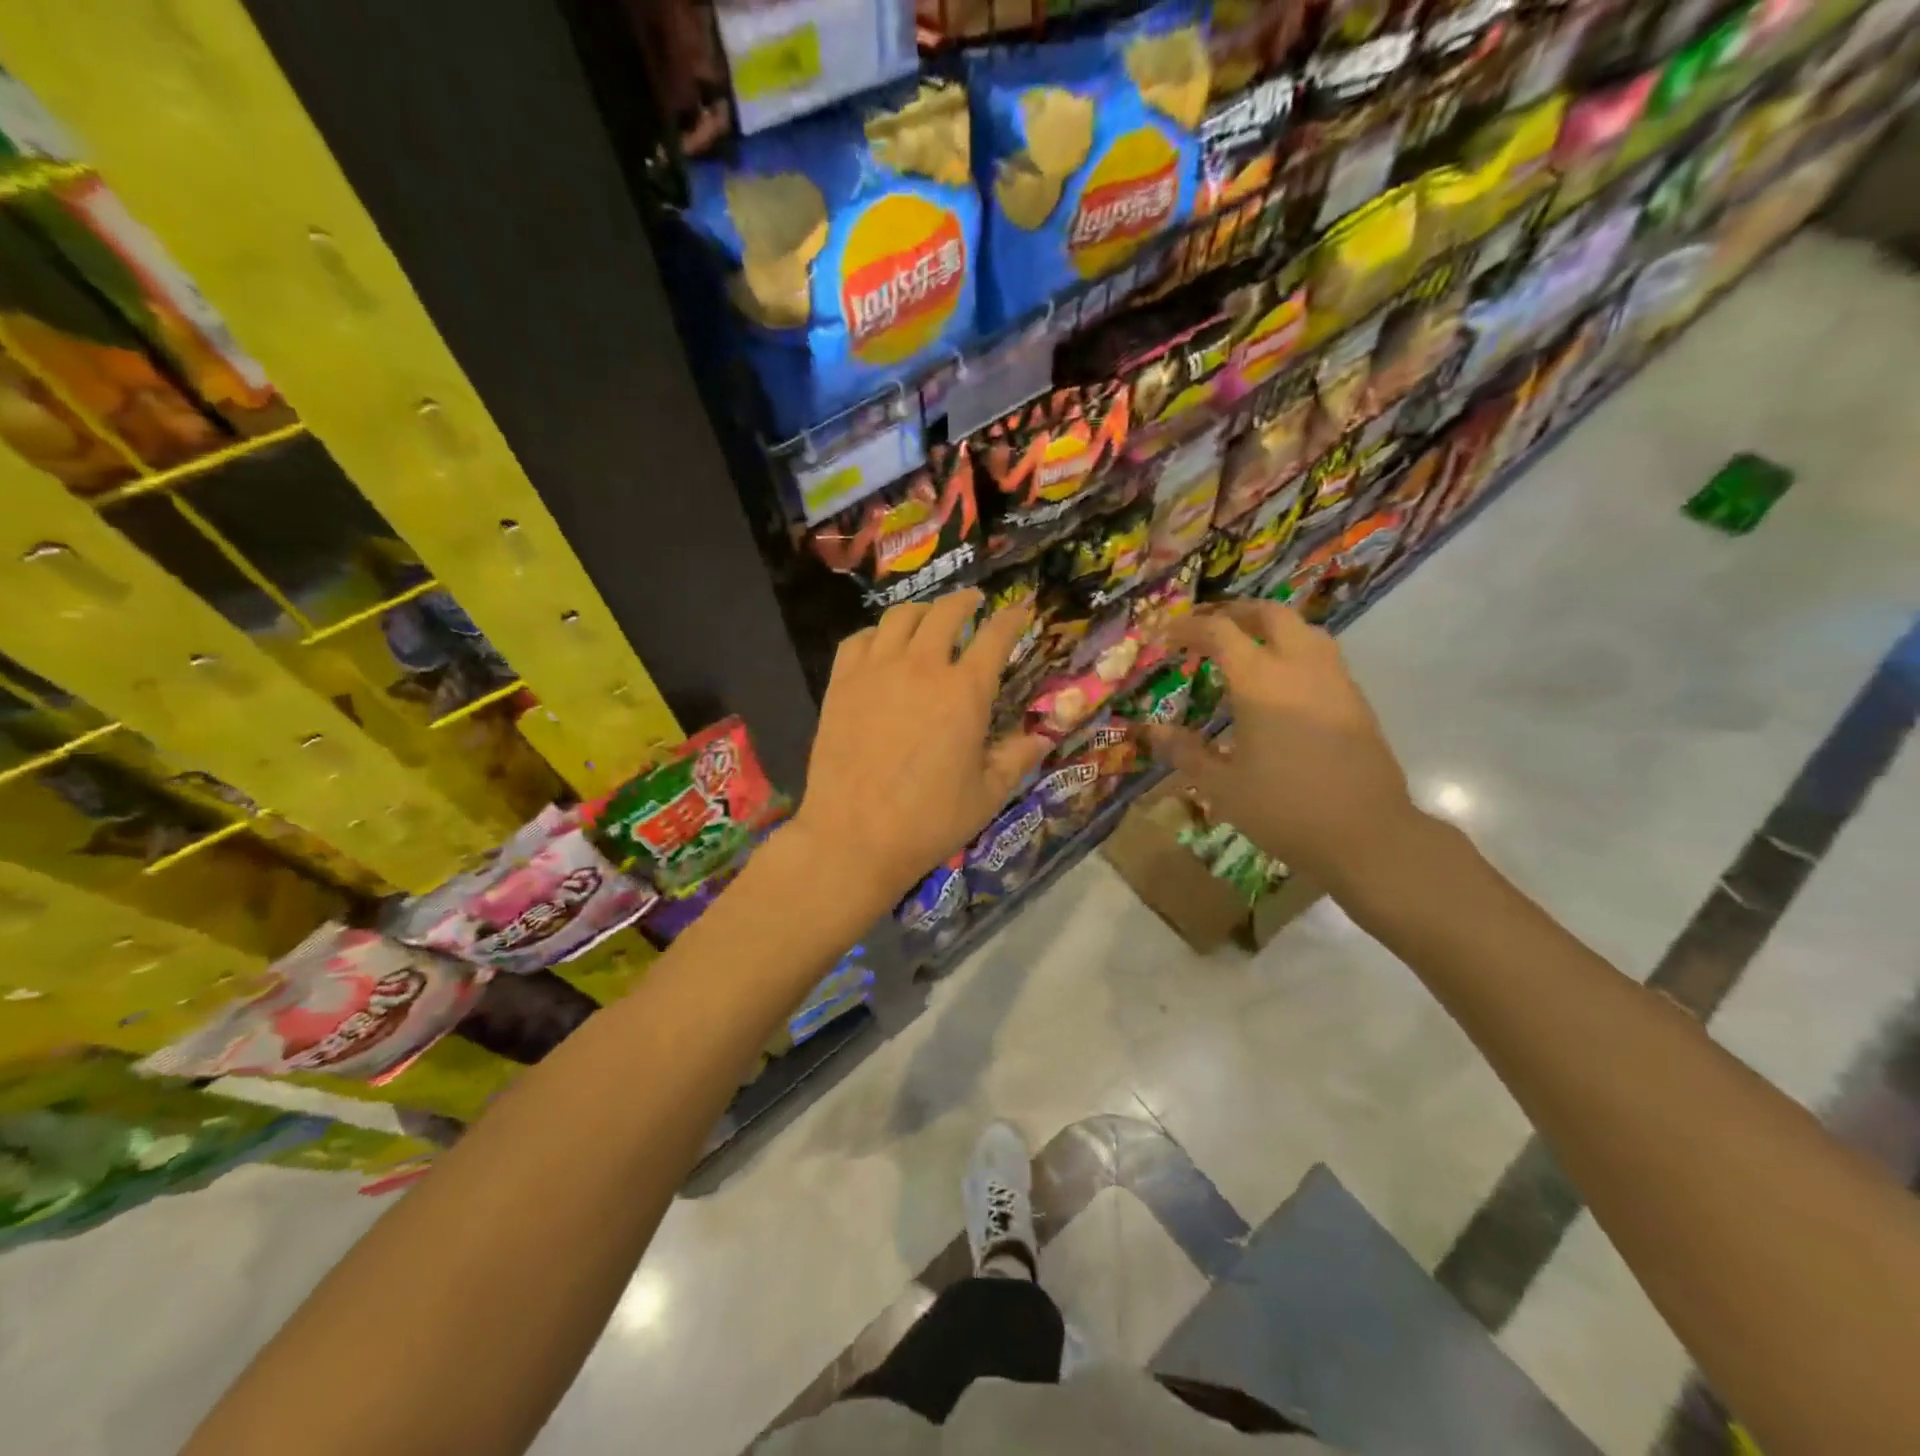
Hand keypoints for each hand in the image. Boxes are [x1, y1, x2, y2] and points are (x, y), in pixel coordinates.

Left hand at [787, 590, 1050, 918]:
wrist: (853, 836)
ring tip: (928, 616)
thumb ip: (1016, 758)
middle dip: (964, 601)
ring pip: (899, 618)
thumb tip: (1042, 737)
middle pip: (945, 614)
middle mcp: (921, 668)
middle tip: (973, 601)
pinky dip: (876, 633)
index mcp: (964, 692)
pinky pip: (858, 640)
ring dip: (921, 610)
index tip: (1020, 610)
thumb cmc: (928, 821)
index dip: (1011, 618)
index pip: (995, 637)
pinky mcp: (840, 684)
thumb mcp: (986, 795)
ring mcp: (875, 671)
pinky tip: (881, 644)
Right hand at [1145, 601, 1421, 886]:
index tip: (1167, 636)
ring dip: (1271, 627)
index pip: (1220, 633)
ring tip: (1247, 646)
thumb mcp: (1222, 786)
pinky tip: (1282, 683)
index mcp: (1261, 682)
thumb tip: (1151, 731)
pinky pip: (1322, 656)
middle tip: (1210, 627)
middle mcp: (1300, 668)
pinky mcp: (1355, 701)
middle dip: (1236, 612)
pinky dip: (1294, 650)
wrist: (1367, 834)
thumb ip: (1185, 752)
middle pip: (1270, 614)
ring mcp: (1335, 681)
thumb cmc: (1284, 808)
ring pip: (1304, 629)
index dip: (1189, 628)